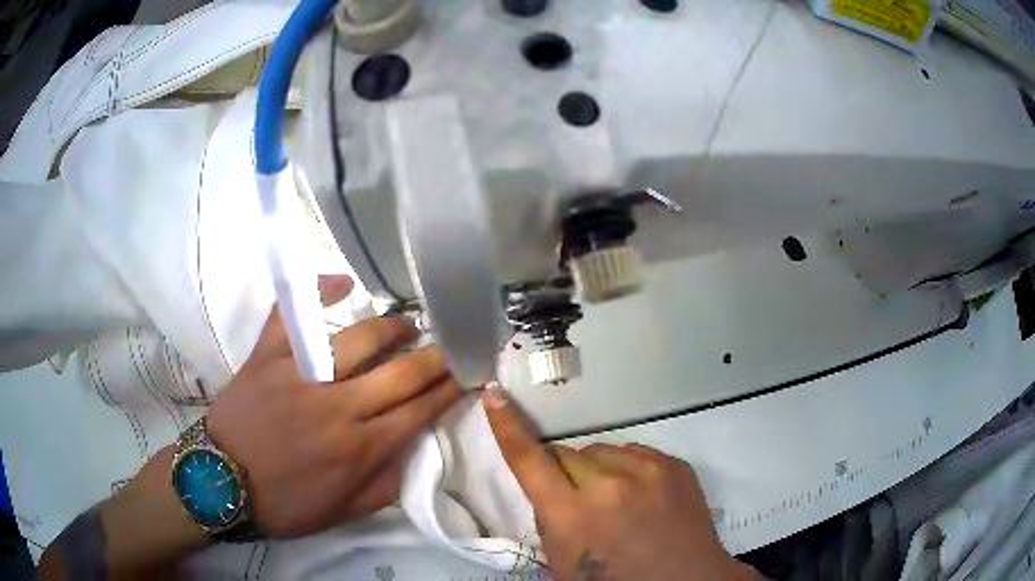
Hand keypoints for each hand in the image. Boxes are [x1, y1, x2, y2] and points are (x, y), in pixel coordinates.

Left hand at [206, 275, 461, 537]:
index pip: (419, 411)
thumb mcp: (343, 513)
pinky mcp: (267, 357)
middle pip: (400, 373)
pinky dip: (316, 292)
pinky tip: (341, 283)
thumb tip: (412, 451)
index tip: (469, 372)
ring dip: (390, 328)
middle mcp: (337, 408)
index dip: (450, 390)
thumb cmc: (284, 504)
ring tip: (405, 325)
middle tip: (450, 345)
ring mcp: (299, 376)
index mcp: (359, 449)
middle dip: (435, 357)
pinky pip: (293, 315)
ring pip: (357, 339)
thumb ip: (385, 485)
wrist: (220, 484)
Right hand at [483, 386, 759, 580]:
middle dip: (562, 473)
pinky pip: (634, 453)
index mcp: (572, 515)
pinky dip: (628, 470)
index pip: (529, 460)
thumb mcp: (562, 562)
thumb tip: (549, 487)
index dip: (508, 427)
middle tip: (577, 502)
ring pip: (601, 451)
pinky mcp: (674, 464)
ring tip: (615, 501)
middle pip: (566, 453)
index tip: (495, 395)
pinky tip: (641, 497)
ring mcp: (647, 470)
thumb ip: (548, 520)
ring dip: (597, 470)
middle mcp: (609, 484)